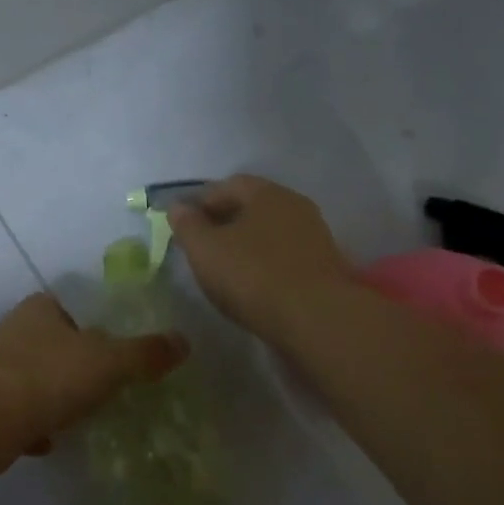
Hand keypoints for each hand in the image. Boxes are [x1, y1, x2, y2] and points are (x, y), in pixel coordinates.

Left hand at [0, 293, 186, 465]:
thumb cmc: (49, 375)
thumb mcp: (109, 361)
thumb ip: (145, 353)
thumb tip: (183, 342)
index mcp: (41, 310)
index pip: (72, 308)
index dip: (95, 326)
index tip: (114, 351)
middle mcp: (14, 332)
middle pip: (54, 345)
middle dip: (76, 367)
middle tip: (105, 388)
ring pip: (35, 380)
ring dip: (54, 398)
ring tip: (81, 418)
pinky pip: (18, 414)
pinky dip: (34, 427)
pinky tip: (50, 443)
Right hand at [168, 175, 351, 339]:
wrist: (317, 319)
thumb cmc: (253, 275)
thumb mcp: (205, 250)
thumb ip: (187, 225)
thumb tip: (178, 208)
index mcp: (267, 193)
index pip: (228, 185)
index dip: (202, 202)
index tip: (184, 226)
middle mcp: (295, 206)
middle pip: (253, 207)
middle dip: (225, 222)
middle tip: (202, 247)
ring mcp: (315, 236)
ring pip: (270, 232)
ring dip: (247, 244)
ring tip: (226, 269)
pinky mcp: (325, 267)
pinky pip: (285, 256)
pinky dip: (266, 263)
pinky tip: (254, 285)